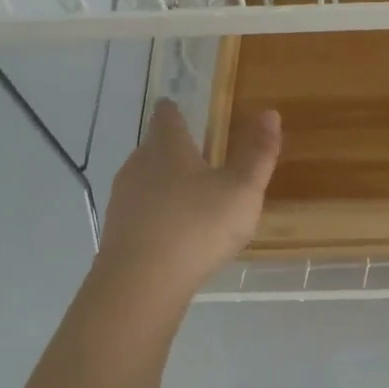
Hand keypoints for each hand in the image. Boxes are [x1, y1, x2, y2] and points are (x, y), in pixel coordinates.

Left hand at [94, 99, 280, 308]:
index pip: (167, 118)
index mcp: (168, 149)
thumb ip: (257, 153)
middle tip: (192, 150)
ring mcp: (123, 200)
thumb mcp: (242, 190)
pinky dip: (155, 211)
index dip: (172, 110)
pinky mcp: (118, 232)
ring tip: (186, 191)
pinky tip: (171, 228)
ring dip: (162, 181)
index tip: (173, 105)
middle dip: (170, 147)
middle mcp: (139, 166)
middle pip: (152, 148)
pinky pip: (140, 211)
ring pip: (143, 180)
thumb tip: (270, 113)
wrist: (142, 282)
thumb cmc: (198, 226)